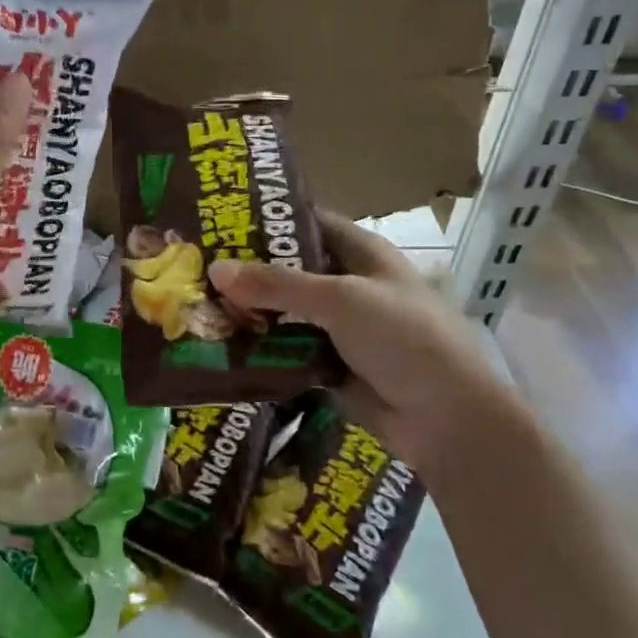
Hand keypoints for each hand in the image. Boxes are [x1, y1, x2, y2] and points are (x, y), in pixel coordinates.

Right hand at [209, 215, 520, 483]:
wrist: (446, 419)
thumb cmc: (404, 339)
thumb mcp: (340, 300)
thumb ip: (277, 285)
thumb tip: (215, 269)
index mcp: (360, 253)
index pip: (305, 222)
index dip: (265, 218)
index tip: (216, 218)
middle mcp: (346, 284)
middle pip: (287, 269)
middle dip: (245, 270)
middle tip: (192, 265)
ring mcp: (337, 327)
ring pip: (282, 312)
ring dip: (246, 312)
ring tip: (192, 304)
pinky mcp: (327, 364)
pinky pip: (284, 350)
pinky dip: (257, 348)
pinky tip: (217, 346)